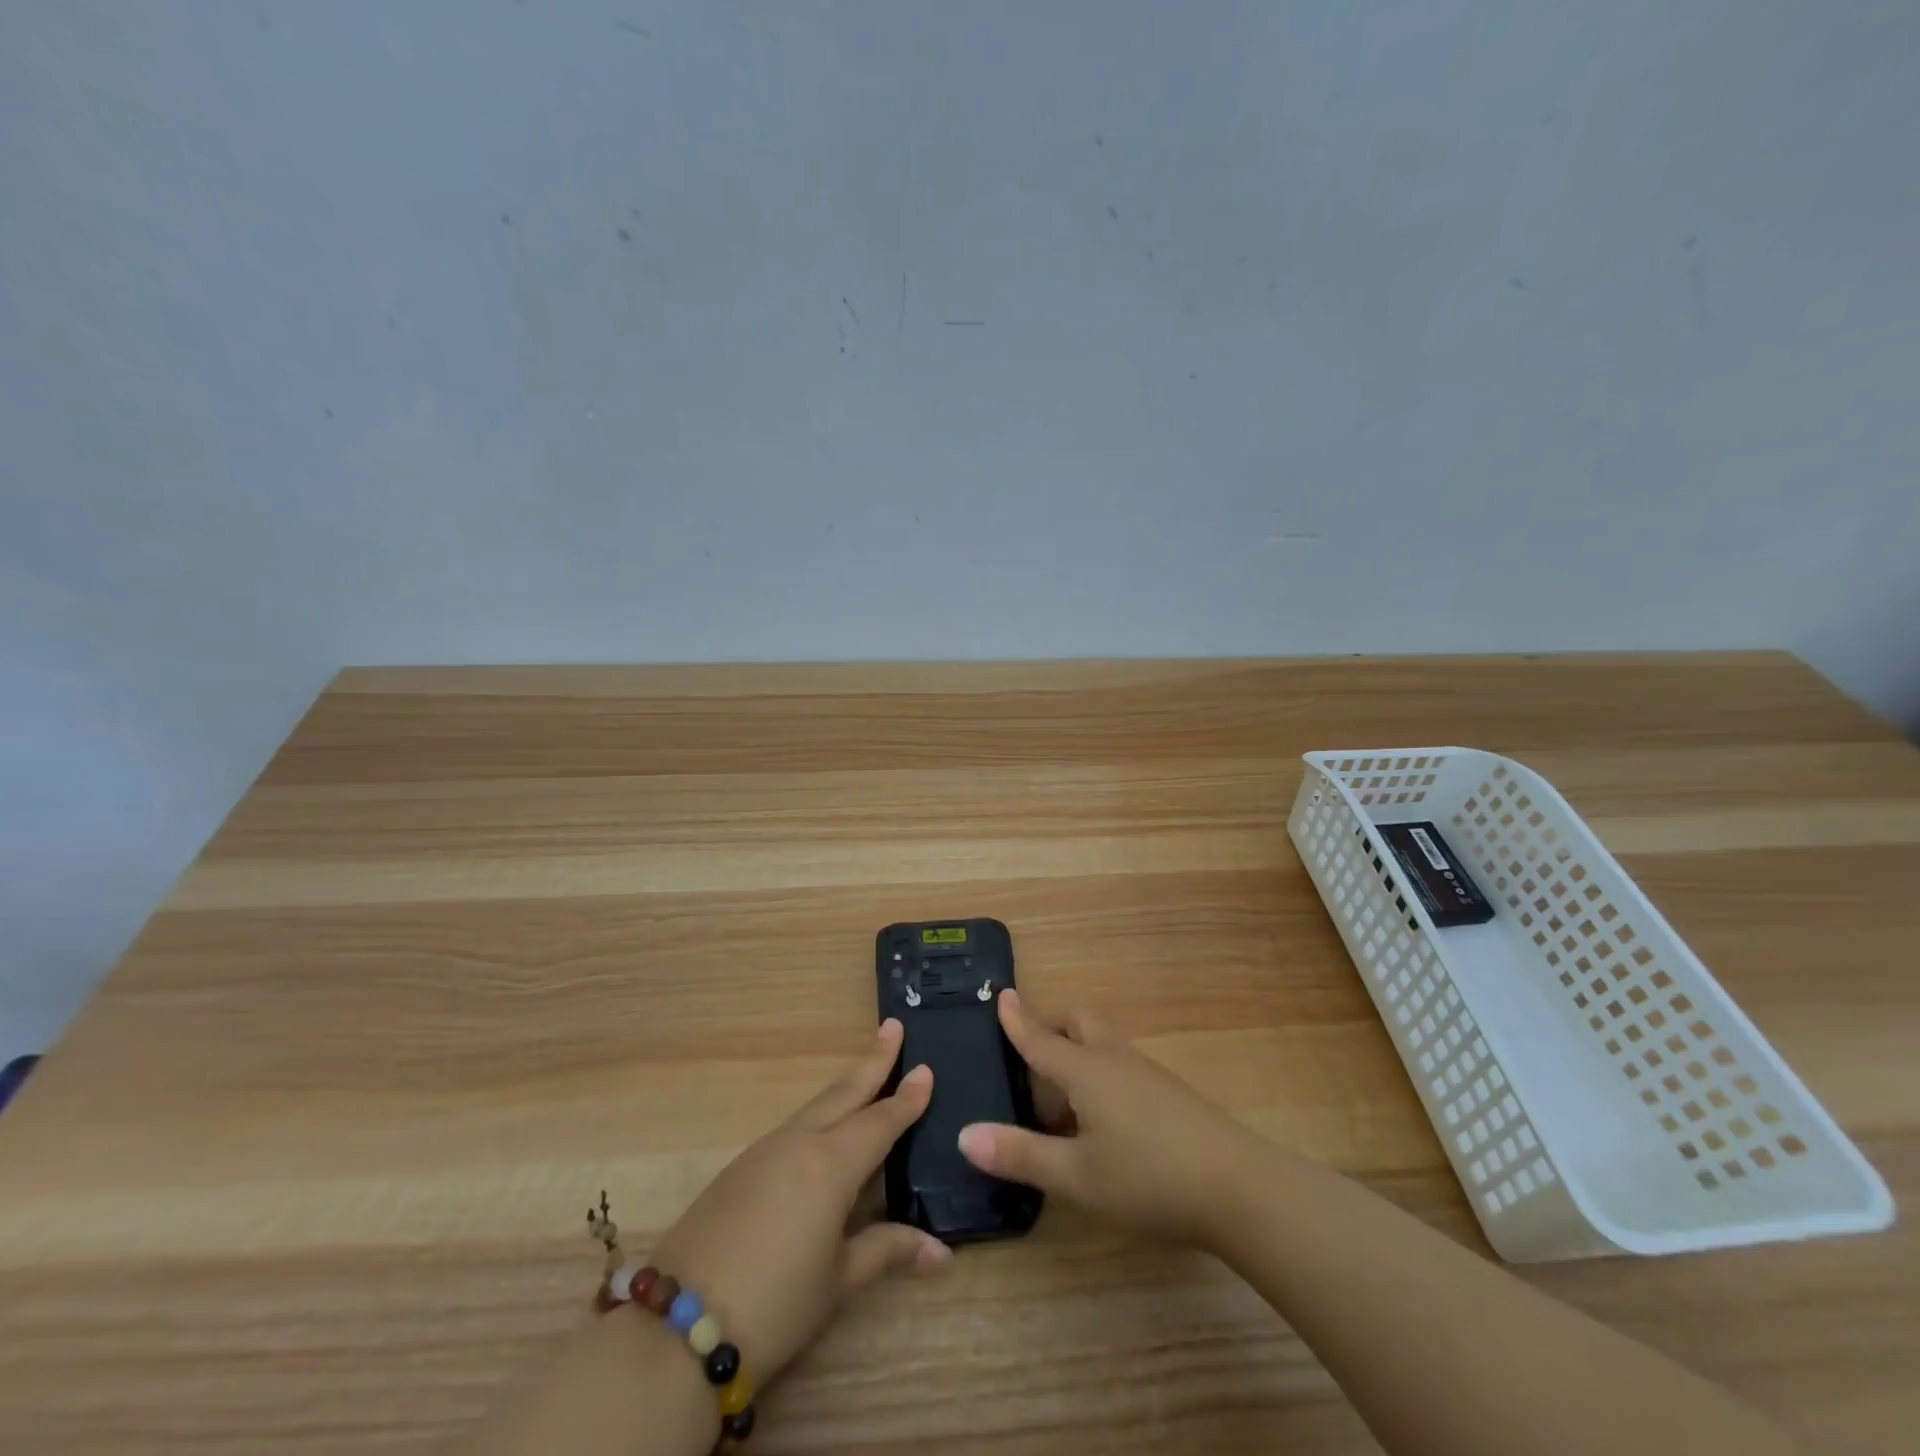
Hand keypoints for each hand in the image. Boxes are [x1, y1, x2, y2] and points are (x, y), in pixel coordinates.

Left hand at [650, 1018, 947, 1386]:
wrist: (676, 1328)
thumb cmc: (774, 1303)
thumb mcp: (838, 1281)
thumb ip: (887, 1251)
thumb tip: (941, 1251)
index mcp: (831, 1163)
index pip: (880, 1120)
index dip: (906, 1098)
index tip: (926, 1068)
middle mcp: (799, 1142)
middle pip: (844, 1092)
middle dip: (872, 1061)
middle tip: (892, 1027)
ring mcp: (764, 1152)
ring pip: (815, 1107)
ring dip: (844, 1088)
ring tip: (866, 1076)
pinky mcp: (739, 1169)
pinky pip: (791, 1129)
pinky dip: (817, 1117)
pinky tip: (821, 1134)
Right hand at [956, 989, 1265, 1250]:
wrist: (1240, 1189)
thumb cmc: (1149, 1178)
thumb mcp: (1076, 1176)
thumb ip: (1020, 1155)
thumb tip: (964, 1134)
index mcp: (1086, 1071)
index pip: (1042, 1039)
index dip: (1018, 1020)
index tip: (1002, 994)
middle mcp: (1115, 1060)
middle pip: (1079, 1023)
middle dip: (1053, 1027)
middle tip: (1031, 1054)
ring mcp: (1147, 1075)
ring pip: (1103, 1044)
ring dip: (1077, 1055)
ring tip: (1060, 1101)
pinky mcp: (1170, 1095)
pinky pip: (1121, 1067)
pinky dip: (1099, 1077)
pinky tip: (1102, 1122)